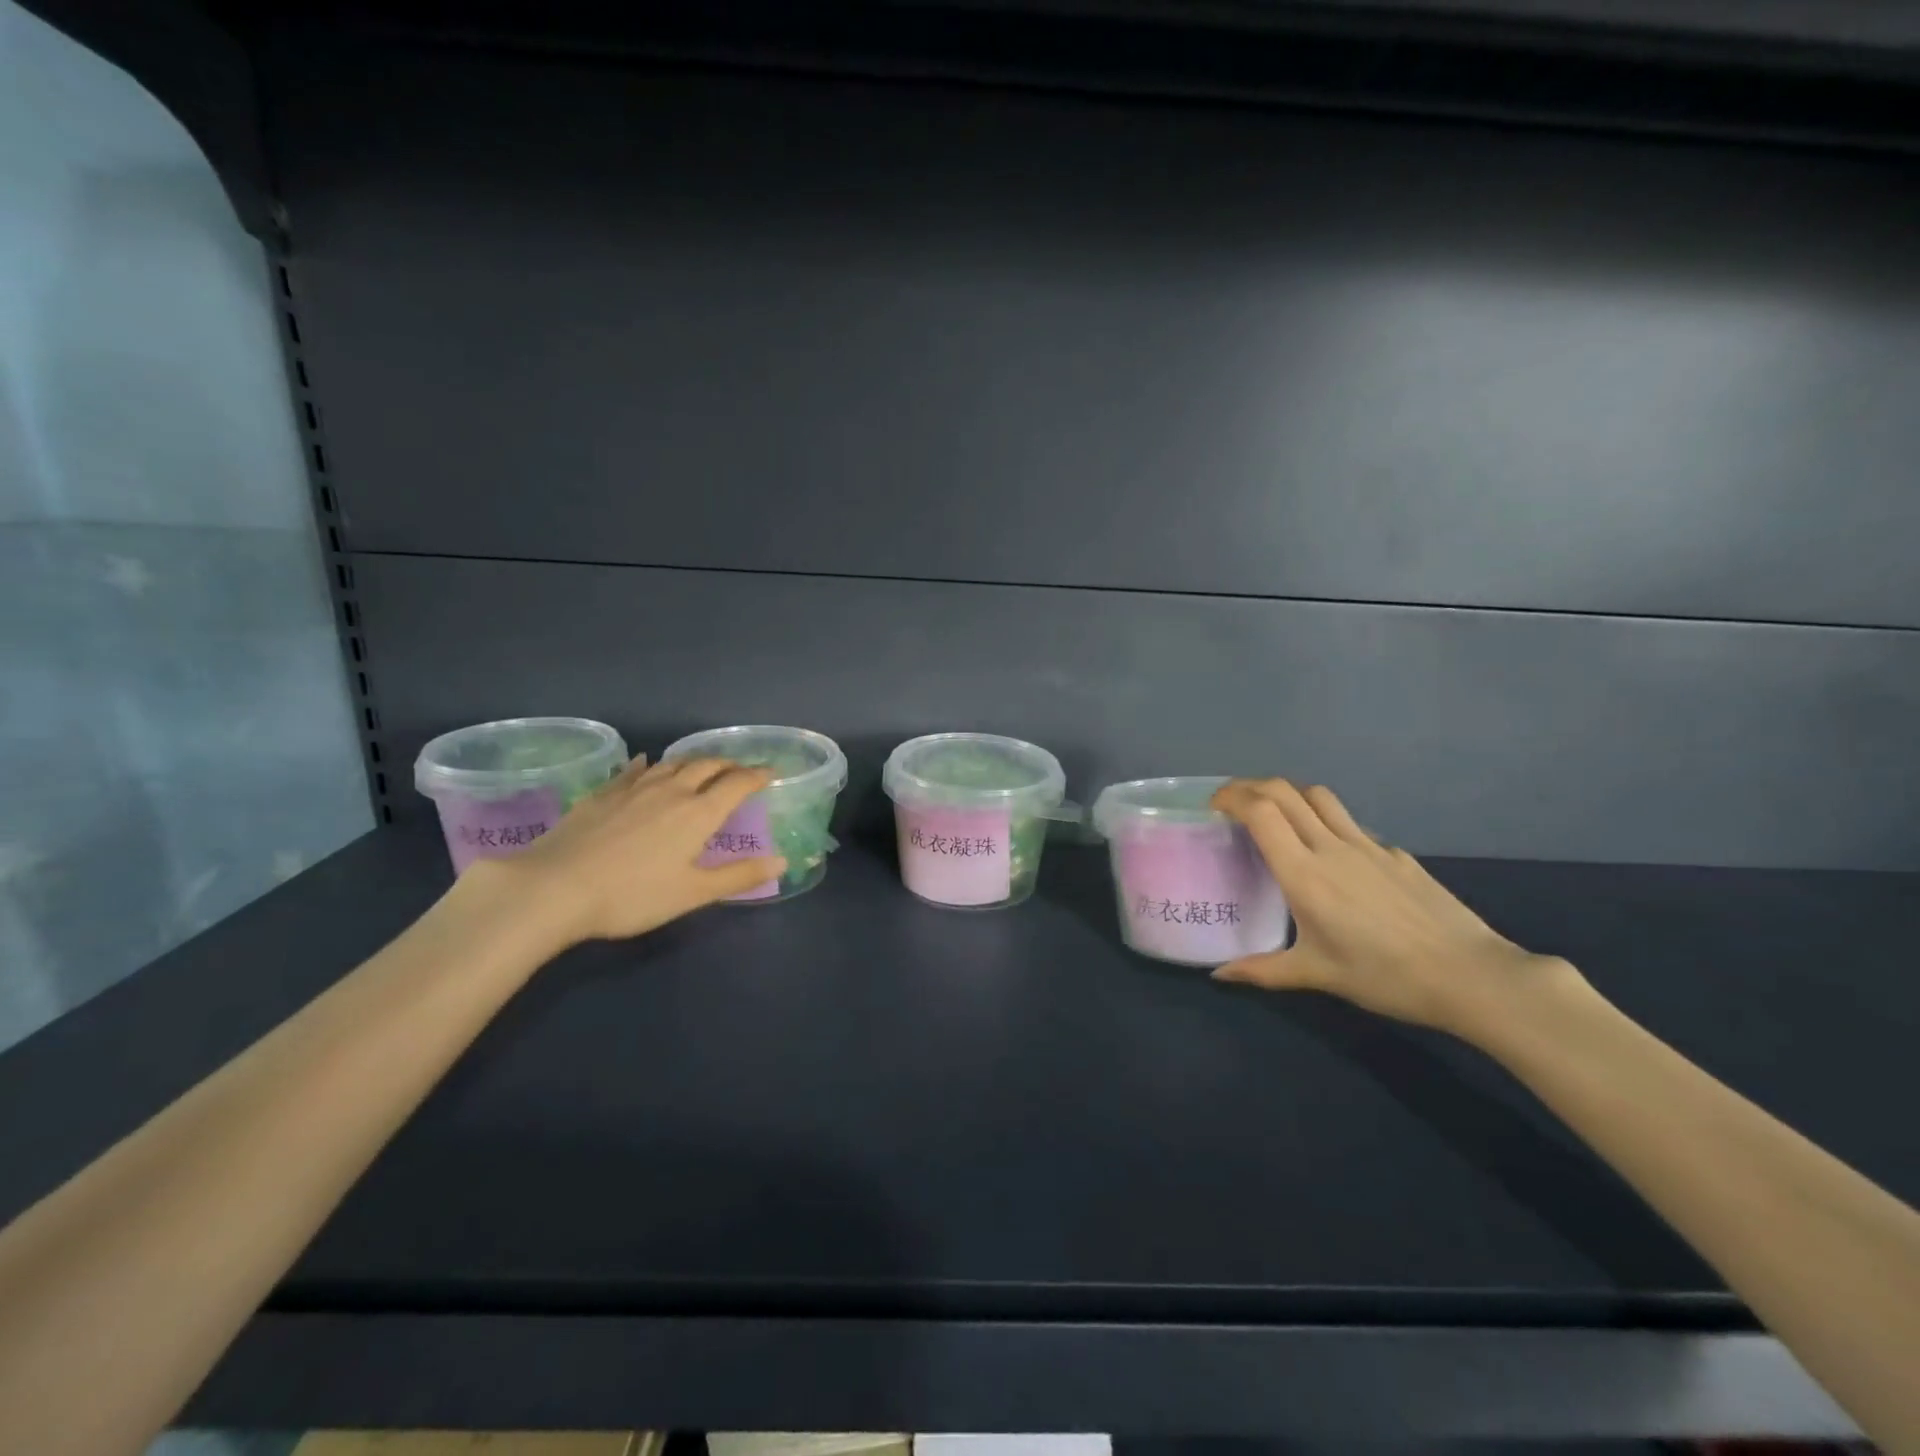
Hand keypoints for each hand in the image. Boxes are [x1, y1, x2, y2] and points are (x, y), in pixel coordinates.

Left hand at [462, 756, 786, 947]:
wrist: (554, 888)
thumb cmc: (632, 895)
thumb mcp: (692, 893)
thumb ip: (739, 876)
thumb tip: (781, 861)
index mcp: (698, 813)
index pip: (736, 784)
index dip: (757, 776)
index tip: (771, 773)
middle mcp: (671, 791)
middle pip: (706, 765)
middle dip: (728, 764)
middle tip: (739, 769)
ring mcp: (633, 789)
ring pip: (671, 763)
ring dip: (693, 761)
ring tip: (701, 765)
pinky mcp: (602, 794)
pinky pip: (632, 770)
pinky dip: (647, 764)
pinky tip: (645, 762)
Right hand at [1209, 778, 1590, 1043]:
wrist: (1470, 975)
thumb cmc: (1385, 976)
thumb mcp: (1317, 975)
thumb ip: (1263, 970)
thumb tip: (1219, 975)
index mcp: (1304, 872)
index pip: (1260, 812)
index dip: (1232, 797)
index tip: (1213, 806)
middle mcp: (1331, 846)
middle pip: (1284, 792)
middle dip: (1251, 787)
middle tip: (1232, 803)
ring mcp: (1368, 845)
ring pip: (1320, 797)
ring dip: (1289, 794)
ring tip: (1275, 814)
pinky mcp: (1396, 854)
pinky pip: (1350, 824)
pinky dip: (1326, 822)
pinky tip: (1331, 854)